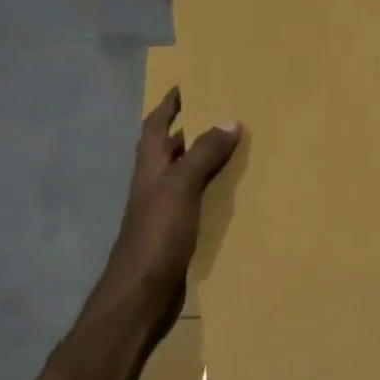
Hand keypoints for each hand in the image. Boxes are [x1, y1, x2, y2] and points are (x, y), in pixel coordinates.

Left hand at [98, 87, 241, 315]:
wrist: (141, 295)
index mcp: (149, 168)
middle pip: (171, 149)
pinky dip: (212, 193)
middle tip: (224, 113)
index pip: (155, 125)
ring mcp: (164, 212)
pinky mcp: (177, 236)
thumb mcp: (180, 187)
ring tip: (238, 148)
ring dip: (205, 161)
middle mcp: (154, 185)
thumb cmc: (156, 236)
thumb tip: (229, 119)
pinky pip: (197, 203)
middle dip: (192, 129)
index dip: (168, 104)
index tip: (187, 85)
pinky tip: (234, 195)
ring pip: (185, 177)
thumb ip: (203, 154)